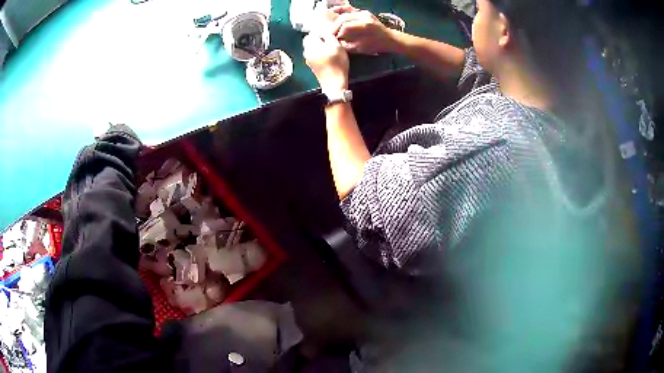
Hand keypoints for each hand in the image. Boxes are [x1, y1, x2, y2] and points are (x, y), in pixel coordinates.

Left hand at [303, 33, 348, 92]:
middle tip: (330, 41)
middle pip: (310, 41)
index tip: (330, 35)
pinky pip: (314, 55)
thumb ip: (328, 36)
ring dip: (320, 46)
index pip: (312, 33)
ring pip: (312, 48)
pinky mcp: (312, 66)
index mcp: (310, 45)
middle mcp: (306, 52)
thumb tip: (324, 32)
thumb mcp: (336, 45)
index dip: (321, 32)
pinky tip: (328, 56)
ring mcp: (308, 60)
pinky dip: (320, 53)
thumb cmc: (336, 63)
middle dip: (319, 39)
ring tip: (330, 48)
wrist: (334, 83)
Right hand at [330, 7, 396, 54]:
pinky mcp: (363, 12)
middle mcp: (364, 17)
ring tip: (335, 30)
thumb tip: (337, 42)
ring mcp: (364, 13)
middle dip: (335, 27)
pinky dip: (342, 14)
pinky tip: (336, 16)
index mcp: (365, 26)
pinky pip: (350, 11)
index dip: (337, 33)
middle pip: (343, 19)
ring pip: (345, 14)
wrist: (389, 38)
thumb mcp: (361, 48)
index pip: (345, 27)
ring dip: (338, 22)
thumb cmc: (376, 45)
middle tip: (332, 34)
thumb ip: (347, 45)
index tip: (334, 39)